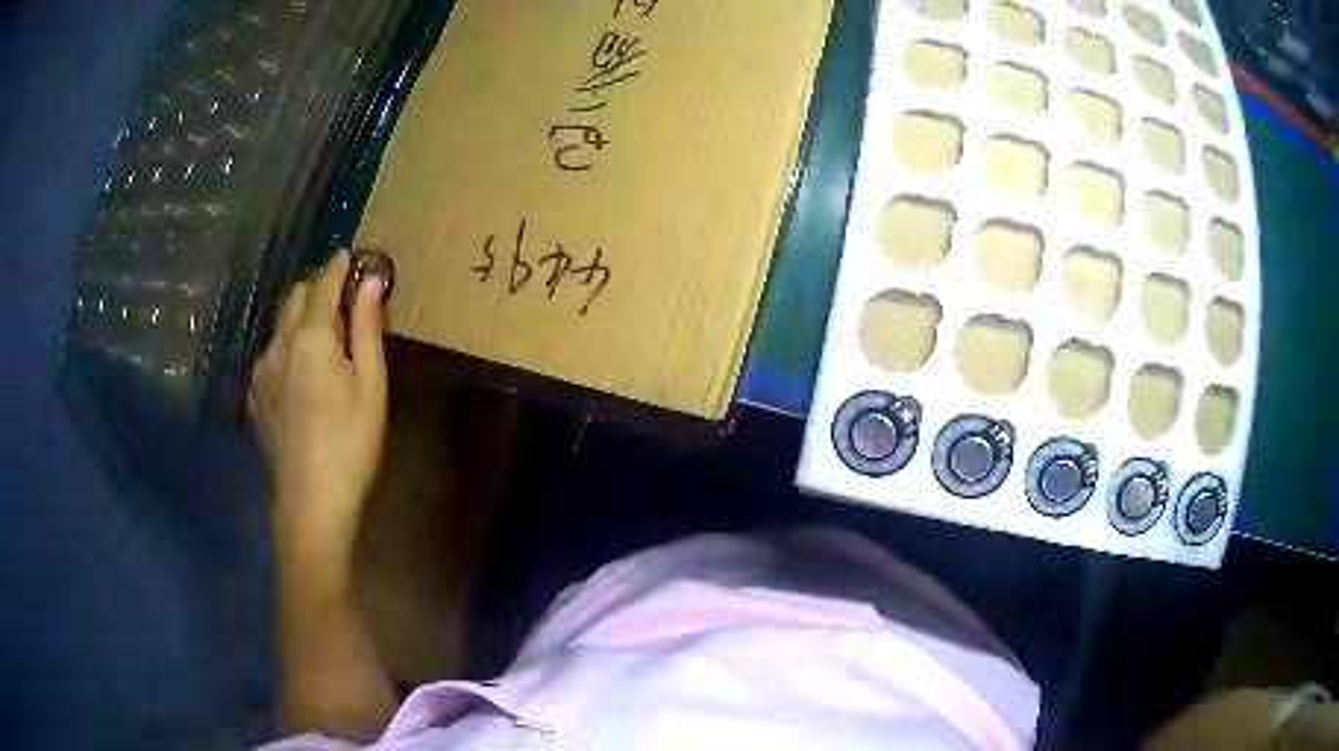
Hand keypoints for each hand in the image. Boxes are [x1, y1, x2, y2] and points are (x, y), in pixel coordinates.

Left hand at [249, 250, 388, 562]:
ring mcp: (261, 370)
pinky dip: (287, 350)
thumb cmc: (351, 443)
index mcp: (310, 337)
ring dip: (300, 320)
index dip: (337, 266)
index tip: (349, 254)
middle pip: (294, 297)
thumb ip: (367, 327)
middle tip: (341, 304)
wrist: (310, 501)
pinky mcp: (254, 395)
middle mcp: (278, 344)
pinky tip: (301, 379)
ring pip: (279, 326)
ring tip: (322, 344)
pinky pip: (270, 355)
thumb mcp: (371, 385)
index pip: (322, 284)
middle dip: (316, 289)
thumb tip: (370, 280)